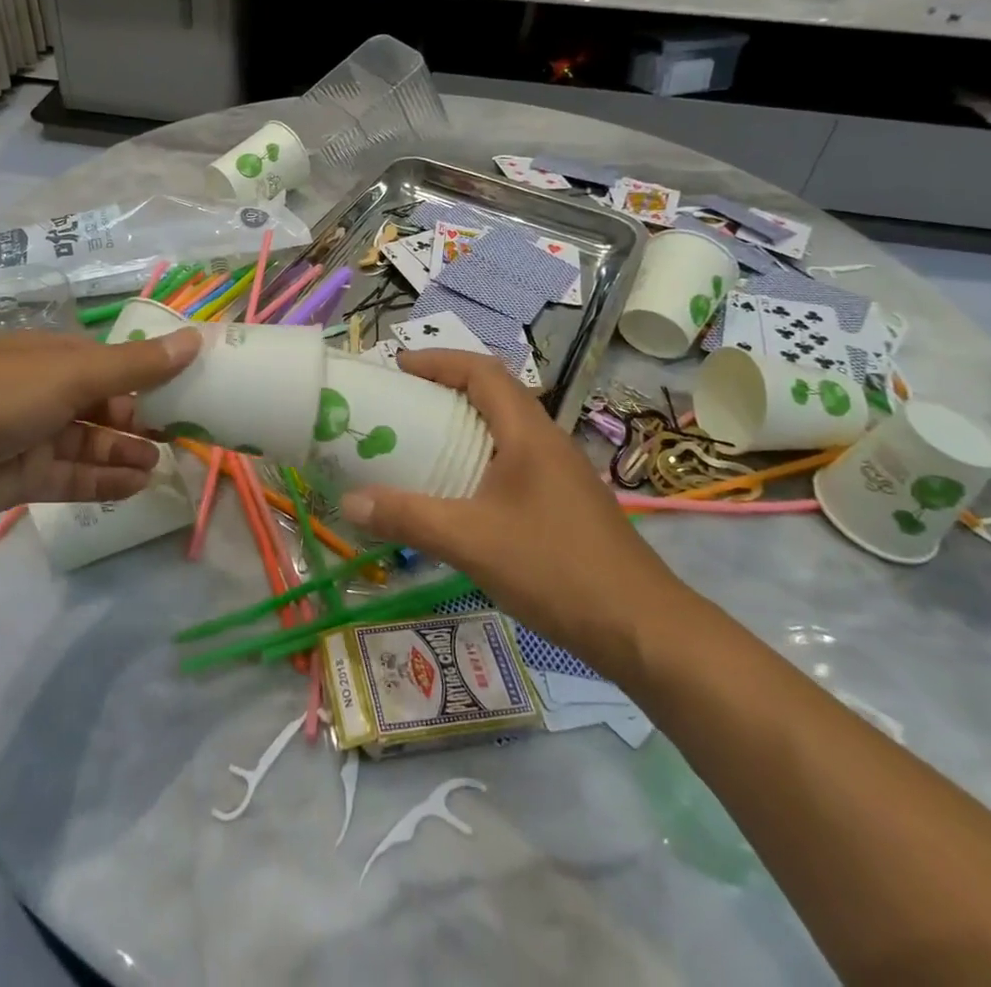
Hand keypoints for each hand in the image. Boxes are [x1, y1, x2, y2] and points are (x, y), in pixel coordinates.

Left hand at [0, 327, 201, 530]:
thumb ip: (135, 366)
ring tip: (162, 464)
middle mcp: (44, 392)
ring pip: (91, 443)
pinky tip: (137, 486)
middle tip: (181, 435)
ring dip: (125, 453)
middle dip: (140, 419)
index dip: (148, 374)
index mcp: (52, 356)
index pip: (111, 363)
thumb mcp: (72, 373)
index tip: (186, 389)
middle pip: (103, 405)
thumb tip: (195, 340)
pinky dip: (104, 481)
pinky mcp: (23, 477)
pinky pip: (73, 477)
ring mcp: (33, 436)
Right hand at [338, 349, 689, 680]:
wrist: (642, 628)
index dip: (438, 361)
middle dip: (445, 390)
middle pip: (493, 395)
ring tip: (419, 444)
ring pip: (504, 431)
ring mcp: (560, 474)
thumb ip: (408, 518)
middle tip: (400, 405)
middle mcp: (546, 442)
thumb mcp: (471, 541)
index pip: (482, 371)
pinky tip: (458, 495)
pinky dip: (478, 460)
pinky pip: (512, 463)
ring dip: (463, 426)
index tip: (398, 367)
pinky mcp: (564, 503)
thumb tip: (348, 502)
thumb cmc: (556, 567)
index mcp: (528, 432)